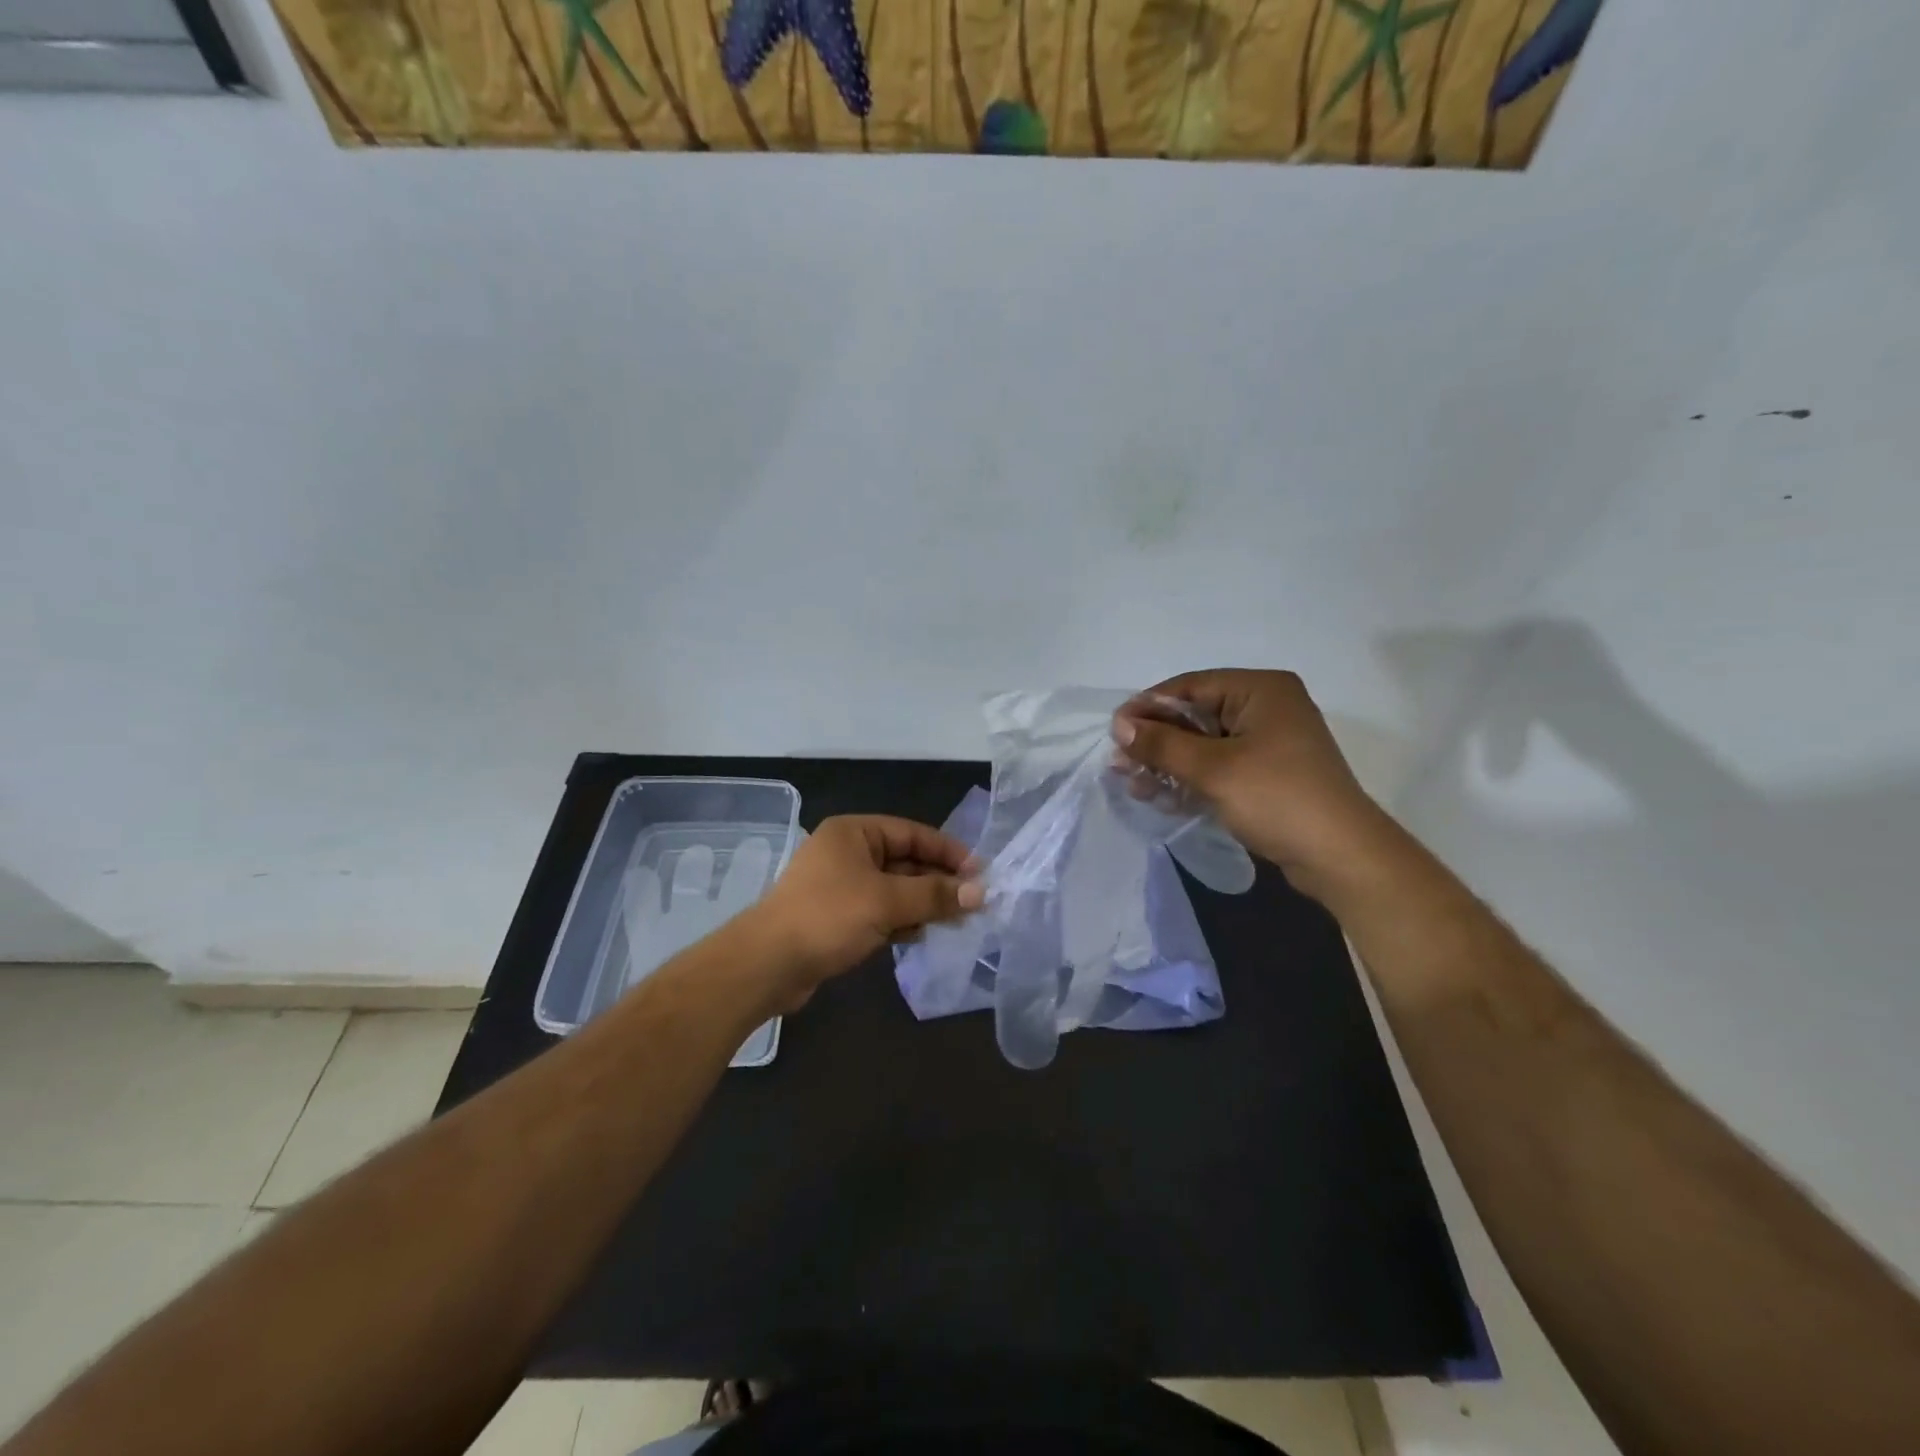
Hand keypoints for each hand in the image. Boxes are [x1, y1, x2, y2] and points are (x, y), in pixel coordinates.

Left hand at [745, 815, 982, 1008]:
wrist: (768, 964)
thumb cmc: (829, 917)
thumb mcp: (887, 901)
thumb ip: (935, 894)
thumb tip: (981, 892)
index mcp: (854, 832)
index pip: (912, 833)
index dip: (948, 852)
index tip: (980, 873)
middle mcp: (847, 852)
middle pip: (905, 861)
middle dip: (938, 882)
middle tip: (974, 903)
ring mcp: (841, 886)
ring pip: (894, 889)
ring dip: (923, 903)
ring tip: (956, 921)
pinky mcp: (838, 917)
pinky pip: (880, 911)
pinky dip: (902, 920)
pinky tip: (922, 934)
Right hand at [1113, 670, 1400, 902]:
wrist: (1340, 857)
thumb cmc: (1277, 798)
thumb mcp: (1213, 769)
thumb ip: (1162, 745)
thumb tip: (1119, 725)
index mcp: (1260, 690)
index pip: (1190, 687)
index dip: (1148, 707)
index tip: (1114, 731)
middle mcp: (1266, 707)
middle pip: (1195, 716)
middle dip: (1156, 741)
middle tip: (1119, 763)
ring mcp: (1268, 742)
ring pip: (1204, 744)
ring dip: (1169, 764)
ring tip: (1134, 785)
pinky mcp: (1267, 773)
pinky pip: (1219, 766)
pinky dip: (1191, 778)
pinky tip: (1161, 796)